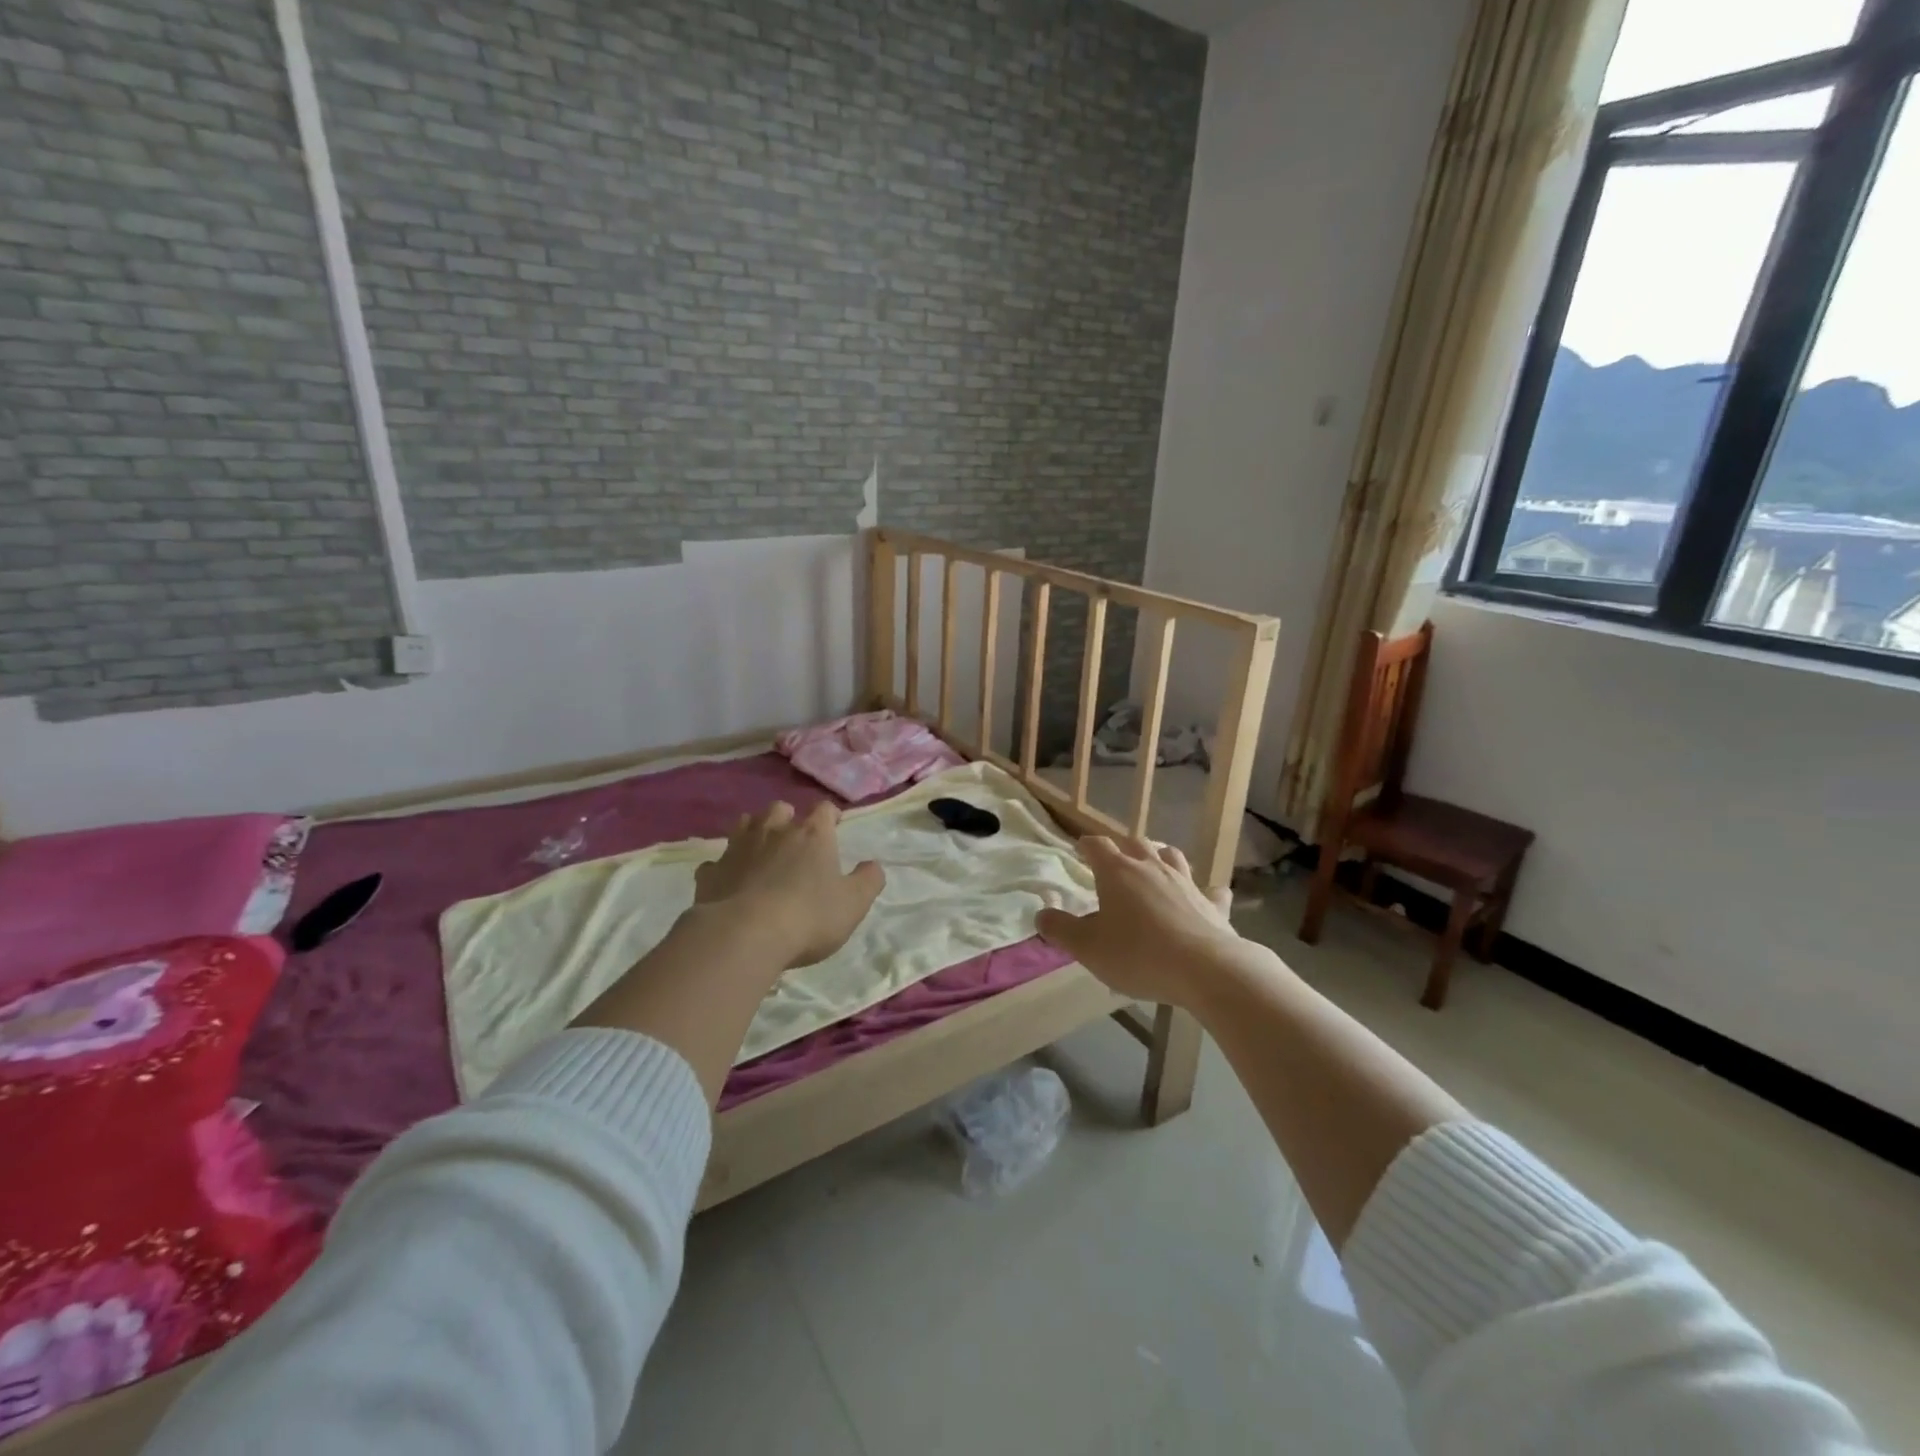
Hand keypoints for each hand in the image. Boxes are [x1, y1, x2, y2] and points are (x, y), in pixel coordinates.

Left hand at [693, 801, 884, 969]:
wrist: (743, 936)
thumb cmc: (808, 917)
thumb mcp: (853, 904)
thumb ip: (868, 880)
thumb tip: (873, 865)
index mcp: (812, 835)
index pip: (824, 810)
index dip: (831, 816)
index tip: (835, 826)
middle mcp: (774, 832)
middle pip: (780, 809)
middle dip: (788, 818)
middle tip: (795, 839)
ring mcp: (737, 849)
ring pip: (744, 824)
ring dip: (754, 832)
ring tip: (761, 851)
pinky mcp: (711, 873)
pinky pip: (717, 862)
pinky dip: (724, 867)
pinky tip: (729, 882)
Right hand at [1035, 837, 1239, 1003]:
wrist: (1205, 970)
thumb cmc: (1137, 955)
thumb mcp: (1087, 948)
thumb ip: (1061, 929)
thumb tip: (1041, 914)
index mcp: (1117, 872)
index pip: (1097, 845)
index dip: (1087, 845)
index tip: (1081, 849)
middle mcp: (1152, 867)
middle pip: (1135, 843)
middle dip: (1123, 847)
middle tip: (1115, 860)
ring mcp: (1186, 883)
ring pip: (1172, 856)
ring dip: (1160, 857)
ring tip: (1154, 867)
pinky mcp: (1213, 904)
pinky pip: (1210, 891)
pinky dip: (1204, 891)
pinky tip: (1205, 897)